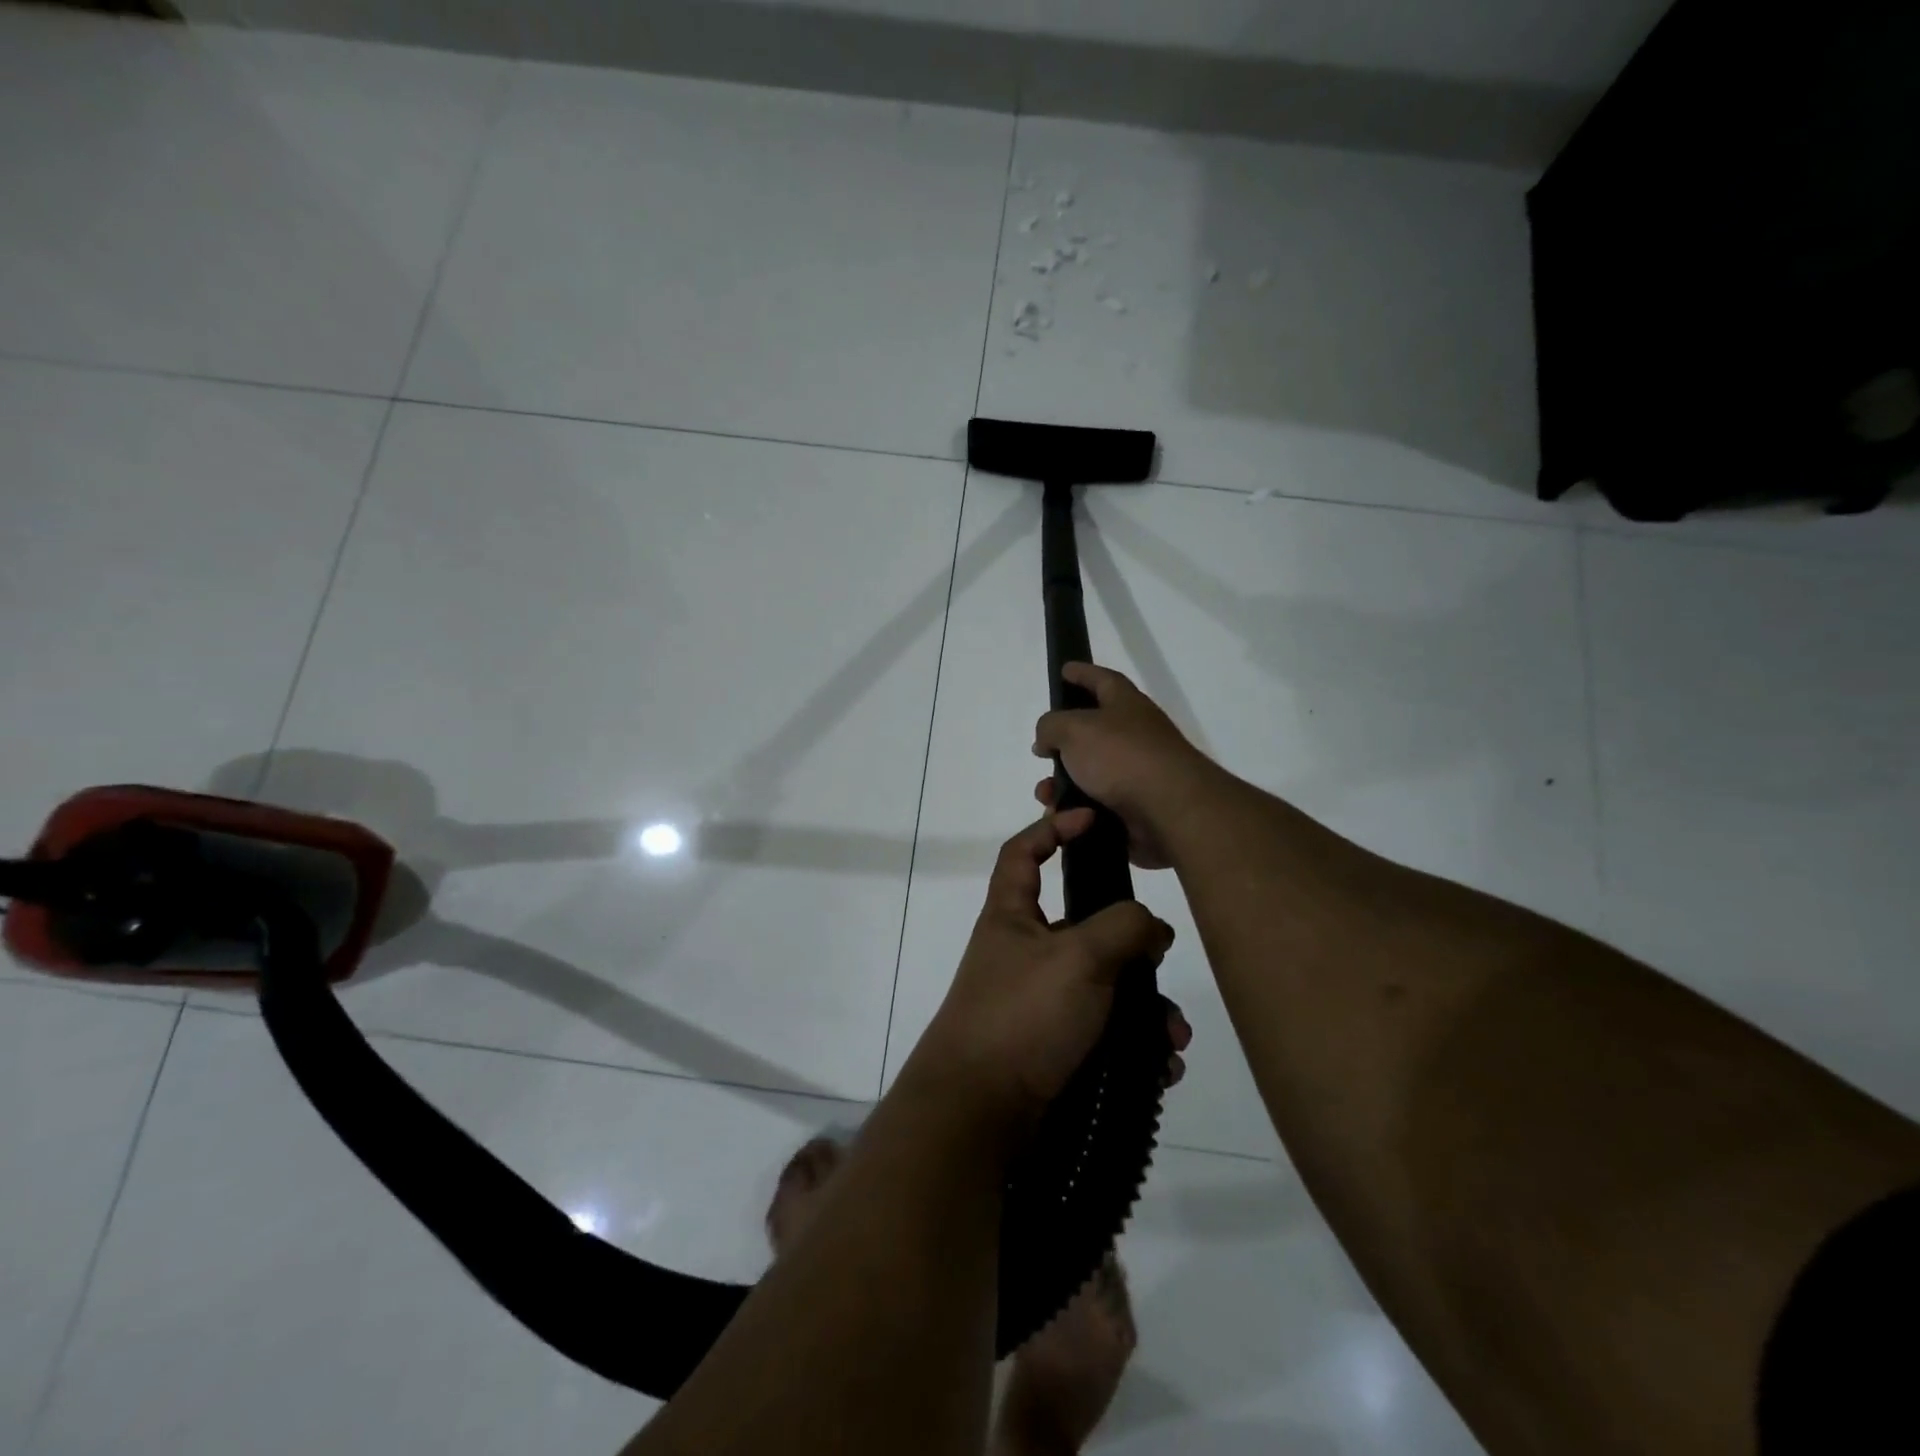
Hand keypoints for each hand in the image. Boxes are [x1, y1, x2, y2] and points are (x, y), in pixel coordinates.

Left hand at [904, 811, 1190, 1129]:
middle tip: (1163, 965)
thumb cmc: (1022, 1015)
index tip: (1092, 820)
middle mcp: (1024, 953)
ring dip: (1146, 1009)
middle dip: (1133, 948)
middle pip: (1086, 928)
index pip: (1023, 853)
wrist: (979, 1114)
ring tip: (1172, 1039)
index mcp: (1012, 916)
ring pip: (1105, 987)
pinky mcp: (1054, 1048)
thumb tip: (1151, 929)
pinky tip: (1160, 1067)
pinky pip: (1105, 1034)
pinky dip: (1135, 1046)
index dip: (1052, 828)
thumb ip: (1123, 927)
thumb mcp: (1079, 956)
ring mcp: (1039, 1003)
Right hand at [1032, 663, 1216, 870]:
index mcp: (1126, 704)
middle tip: (1041, 750)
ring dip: (1063, 783)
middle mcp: (1135, 734)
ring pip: (1090, 773)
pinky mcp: (1136, 806)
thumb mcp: (1074, 729)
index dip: (1082, 673)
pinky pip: (1097, 804)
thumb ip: (1051, 726)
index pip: (1102, 679)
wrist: (1170, 810)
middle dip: (1063, 742)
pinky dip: (1077, 809)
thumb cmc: (1122, 756)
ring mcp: (1138, 772)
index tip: (1063, 670)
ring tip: (1046, 795)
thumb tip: (1047, 739)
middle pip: (1093, 731)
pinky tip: (1062, 816)